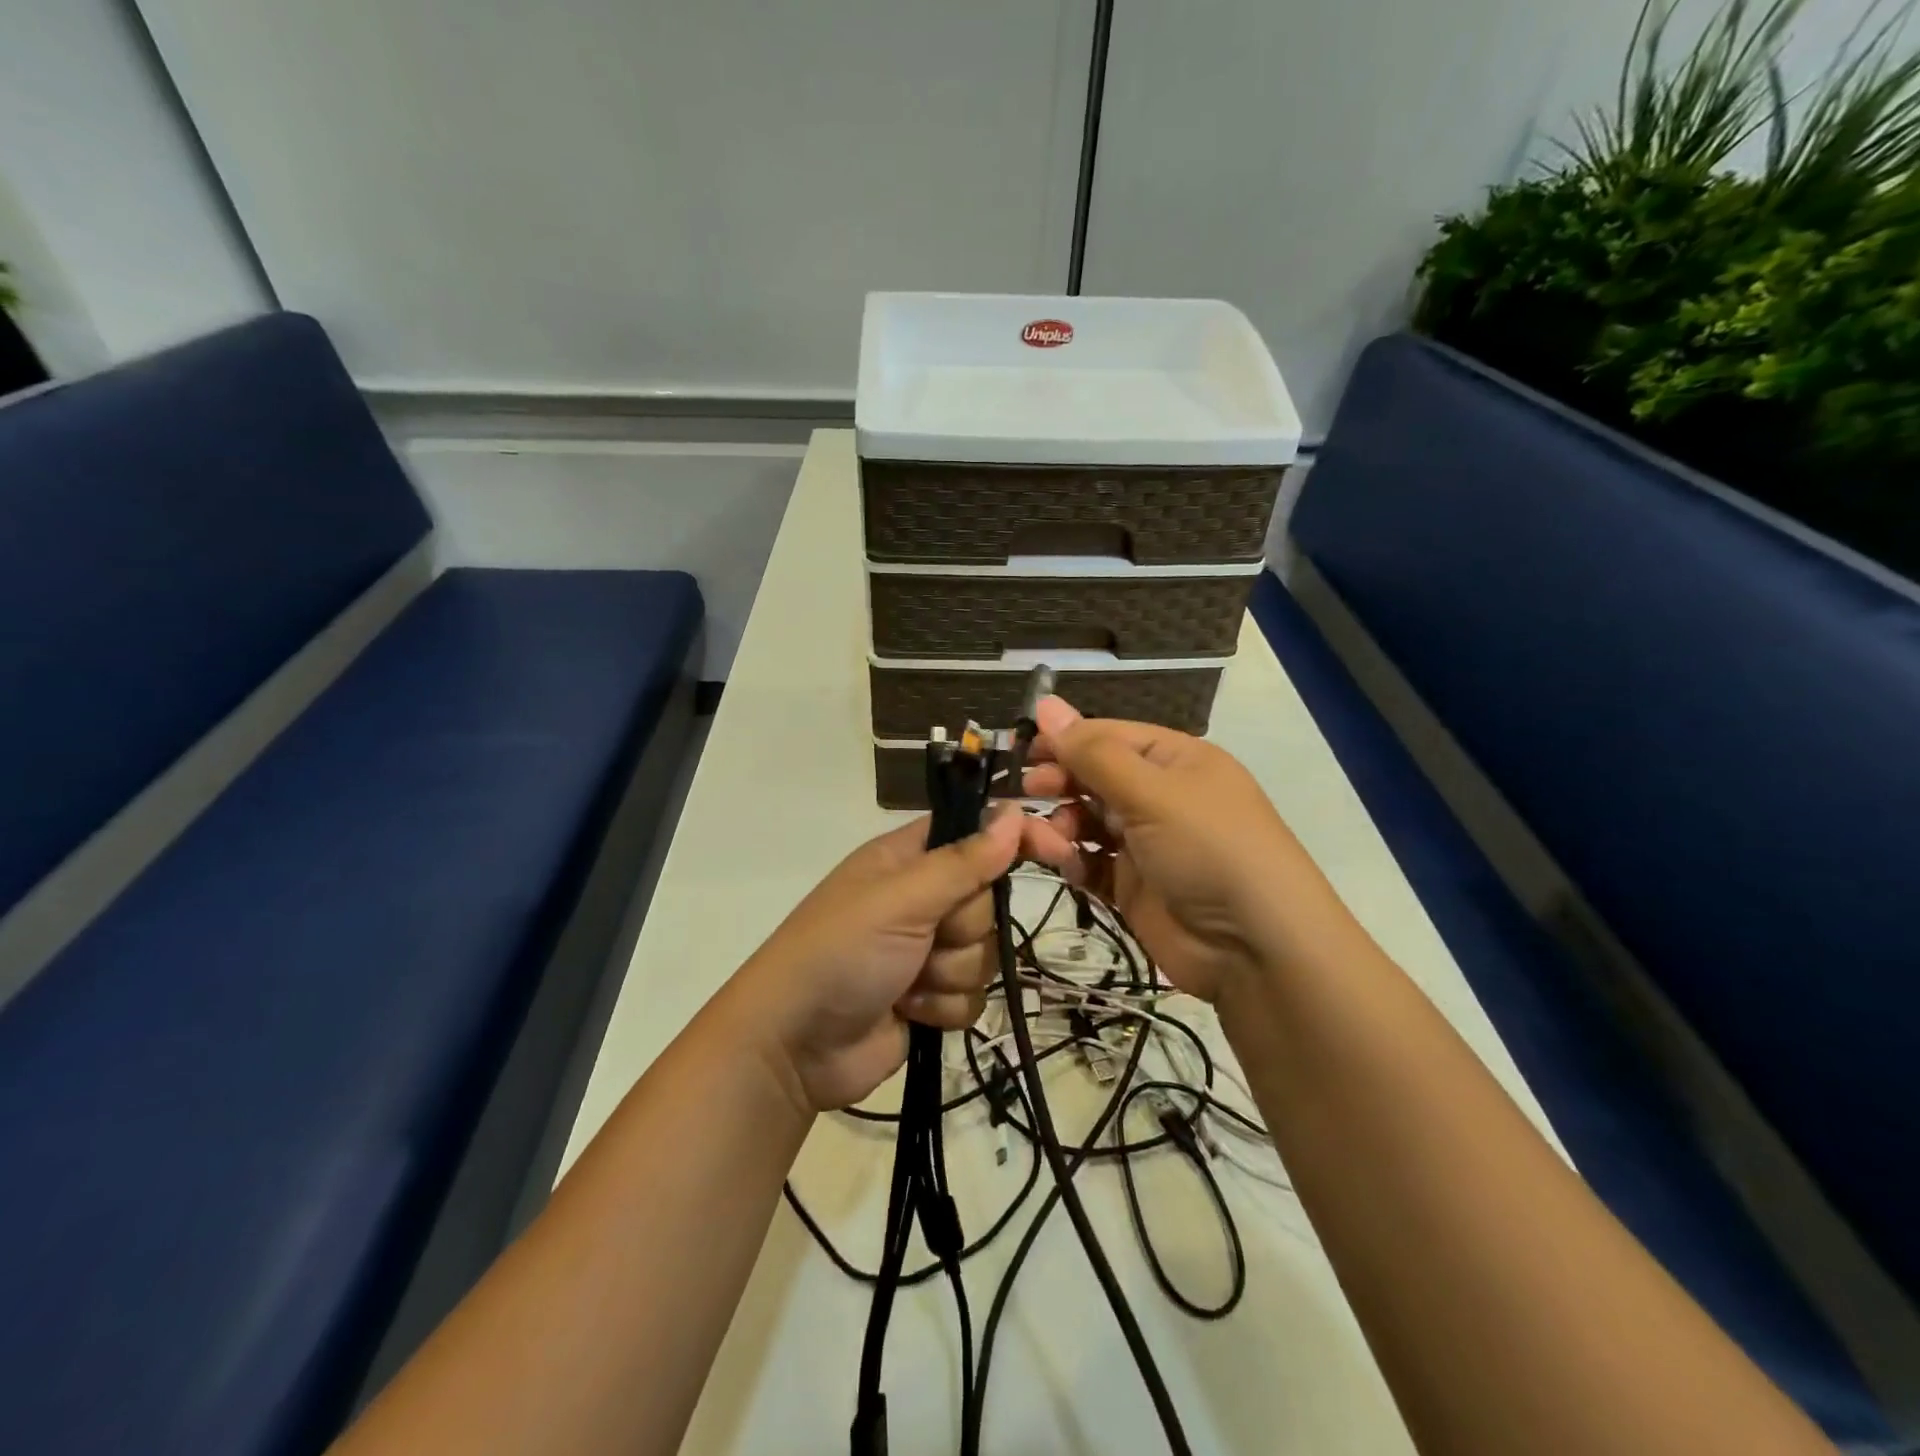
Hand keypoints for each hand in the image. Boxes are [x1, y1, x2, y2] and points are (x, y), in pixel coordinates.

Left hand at [724, 809, 1022, 1114]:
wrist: (794, 1046)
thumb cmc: (840, 952)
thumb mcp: (901, 899)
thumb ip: (963, 862)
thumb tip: (1013, 812)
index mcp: (907, 859)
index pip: (976, 833)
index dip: (1015, 838)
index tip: (1057, 850)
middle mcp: (921, 899)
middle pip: (987, 901)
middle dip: (963, 928)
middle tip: (924, 939)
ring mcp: (926, 950)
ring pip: (984, 952)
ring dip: (948, 974)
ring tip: (906, 983)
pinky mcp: (931, 997)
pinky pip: (973, 995)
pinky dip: (944, 1006)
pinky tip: (910, 1011)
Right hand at [1021, 696, 1321, 1002]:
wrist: (1256, 948)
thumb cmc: (1208, 848)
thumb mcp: (1152, 792)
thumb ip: (1093, 753)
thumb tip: (1044, 703)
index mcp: (1174, 760)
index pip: (1108, 736)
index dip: (1064, 739)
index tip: (1020, 749)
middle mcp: (1159, 796)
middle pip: (1094, 777)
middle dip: (1059, 782)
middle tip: (1026, 792)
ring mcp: (1146, 843)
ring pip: (1086, 820)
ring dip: (1060, 824)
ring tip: (1046, 839)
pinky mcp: (1133, 886)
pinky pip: (1091, 863)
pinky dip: (1073, 861)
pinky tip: (1066, 864)